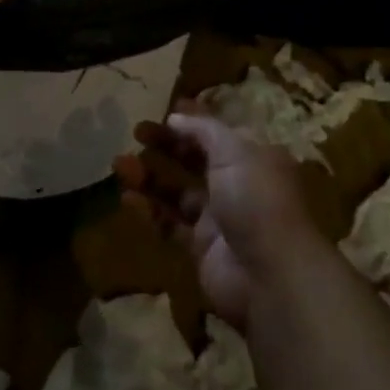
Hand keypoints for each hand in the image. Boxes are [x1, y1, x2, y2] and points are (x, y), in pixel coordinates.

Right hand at [117, 109, 322, 329]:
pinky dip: (149, 210)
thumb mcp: (234, 151)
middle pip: (195, 160)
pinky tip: (126, 198)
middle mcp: (237, 185)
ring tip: (119, 163)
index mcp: (253, 158)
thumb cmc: (256, 199)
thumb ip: (204, 130)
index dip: (191, 123)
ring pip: (178, 191)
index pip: (218, 134)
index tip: (162, 114)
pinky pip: (170, 224)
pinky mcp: (201, 248)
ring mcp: (219, 218)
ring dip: (150, 176)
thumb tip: (176, 117)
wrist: (270, 275)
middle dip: (166, 146)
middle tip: (135, 133)